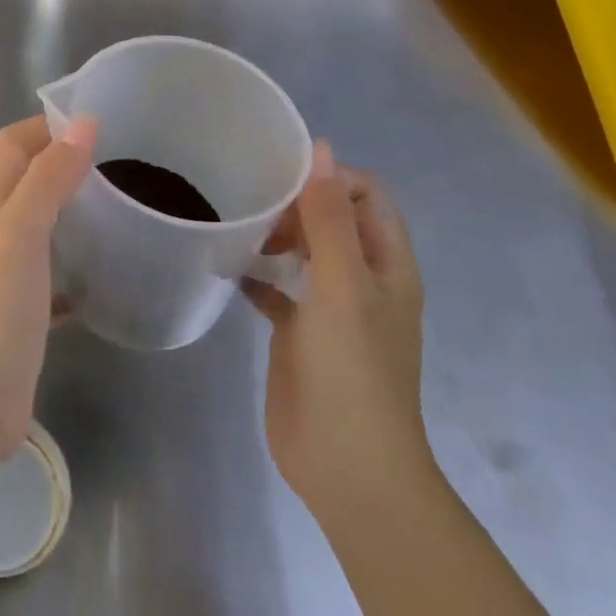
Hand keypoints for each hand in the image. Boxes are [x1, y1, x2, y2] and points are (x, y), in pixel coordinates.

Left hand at [0, 115, 96, 464]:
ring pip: (38, 224)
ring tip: (117, 208)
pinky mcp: (19, 311)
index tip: (95, 124)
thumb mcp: (20, 232)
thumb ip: (48, 177)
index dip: (45, 125)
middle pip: (24, 179)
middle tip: (116, 164)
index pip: (12, 145)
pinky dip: (72, 263)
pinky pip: (49, 272)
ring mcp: (2, 273)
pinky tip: (101, 273)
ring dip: (69, 209)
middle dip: (62, 162)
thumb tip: (82, 123)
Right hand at [244, 142, 435, 527]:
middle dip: (296, 203)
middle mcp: (363, 280)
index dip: (330, 177)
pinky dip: (257, 274)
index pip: (366, 195)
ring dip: (275, 235)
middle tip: (254, 205)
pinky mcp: (300, 334)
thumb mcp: (342, 286)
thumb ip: (329, 218)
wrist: (347, 467)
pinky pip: (277, 289)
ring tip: (237, 227)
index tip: (281, 178)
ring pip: (304, 252)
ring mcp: (331, 309)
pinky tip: (227, 268)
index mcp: (387, 265)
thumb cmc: (352, 371)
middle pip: (333, 219)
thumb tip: (321, 148)